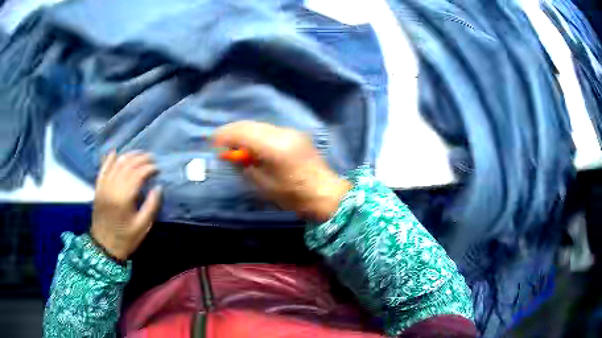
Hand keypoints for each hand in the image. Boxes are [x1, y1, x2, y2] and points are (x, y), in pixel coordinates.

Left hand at [90, 151, 161, 260]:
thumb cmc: (126, 238)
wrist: (104, 246)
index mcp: (124, 198)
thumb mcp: (142, 226)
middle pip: (127, 166)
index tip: (158, 169)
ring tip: (139, 154)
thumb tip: (158, 187)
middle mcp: (112, 188)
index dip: (149, 168)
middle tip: (151, 158)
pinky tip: (115, 152)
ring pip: (116, 164)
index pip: (137, 175)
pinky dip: (108, 159)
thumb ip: (151, 206)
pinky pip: (102, 169)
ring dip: (128, 156)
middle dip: (140, 159)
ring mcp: (103, 187)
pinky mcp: (98, 188)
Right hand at [214, 121, 350, 221]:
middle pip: (250, 125)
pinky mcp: (295, 135)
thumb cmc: (292, 195)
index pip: (243, 132)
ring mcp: (291, 131)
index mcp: (274, 146)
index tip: (212, 141)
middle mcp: (282, 132)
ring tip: (234, 144)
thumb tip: (231, 154)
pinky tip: (252, 144)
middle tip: (220, 142)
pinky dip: (256, 134)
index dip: (225, 135)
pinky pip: (269, 130)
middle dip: (232, 131)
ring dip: (244, 132)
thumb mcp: (263, 184)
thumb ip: (245, 165)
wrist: (324, 193)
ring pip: (260, 126)